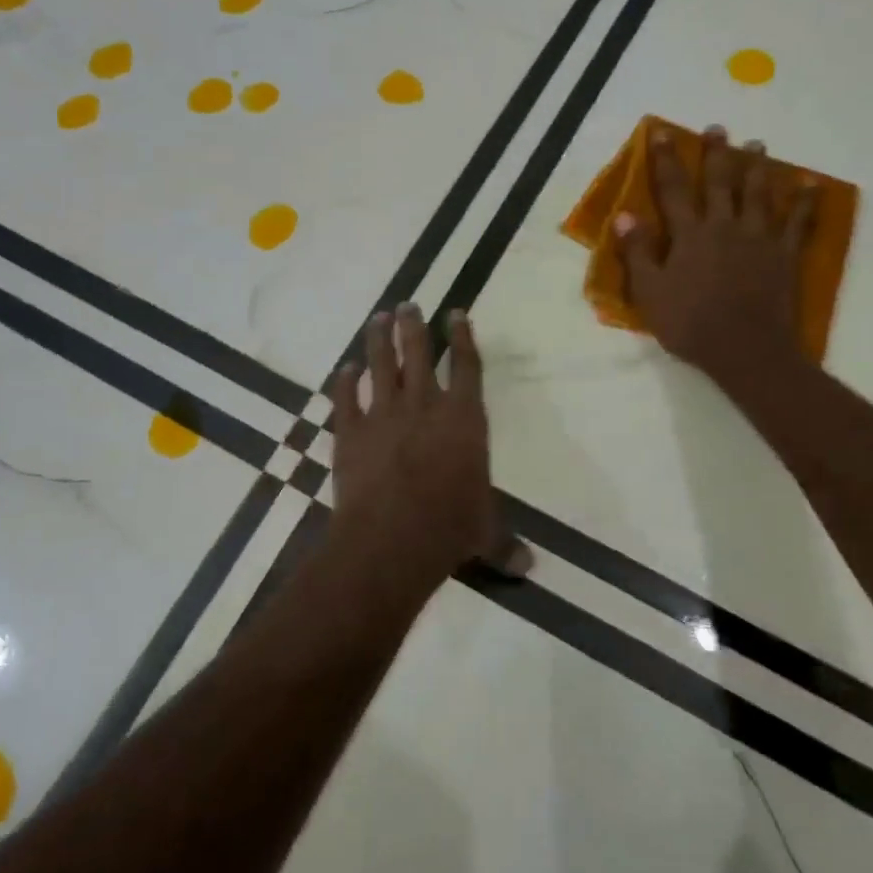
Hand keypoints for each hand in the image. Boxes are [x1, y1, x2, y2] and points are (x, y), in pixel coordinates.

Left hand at [330, 304, 497, 593]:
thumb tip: (528, 568)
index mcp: (464, 418)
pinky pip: (345, 398)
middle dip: (413, 326)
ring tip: (377, 318)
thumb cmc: (450, 526)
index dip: (463, 337)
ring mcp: (383, 414)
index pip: (467, 366)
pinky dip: (343, 381)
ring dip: (378, 340)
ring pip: (380, 365)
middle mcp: (424, 405)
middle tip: (407, 305)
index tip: (456, 312)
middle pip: (418, 353)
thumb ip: (503, 543)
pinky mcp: (350, 432)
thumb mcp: (484, 534)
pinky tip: (344, 369)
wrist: (392, 537)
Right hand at [614, 124, 815, 387]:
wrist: (746, 350)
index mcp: (690, 235)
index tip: (662, 133)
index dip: (666, 160)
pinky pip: (798, 222)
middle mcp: (725, 226)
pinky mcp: (786, 255)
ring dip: (757, 167)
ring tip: (757, 145)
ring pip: (759, 193)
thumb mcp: (650, 293)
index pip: (674, 189)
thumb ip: (638, 252)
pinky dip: (805, 202)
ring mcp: (760, 238)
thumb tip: (623, 215)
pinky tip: (809, 185)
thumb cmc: (691, 324)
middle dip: (717, 154)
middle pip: (721, 182)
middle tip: (718, 129)